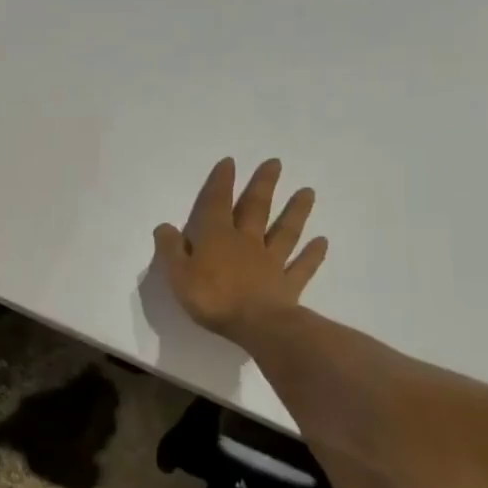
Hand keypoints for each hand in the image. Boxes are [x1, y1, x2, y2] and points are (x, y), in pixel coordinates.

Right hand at [153, 157, 328, 340]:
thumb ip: (171, 249)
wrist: (256, 325)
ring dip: (296, 211)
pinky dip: (313, 254)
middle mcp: (246, 242)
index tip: (230, 162)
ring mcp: (271, 261)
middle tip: (275, 163)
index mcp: (216, 237)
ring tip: (308, 191)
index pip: (217, 203)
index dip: (222, 182)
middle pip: (256, 209)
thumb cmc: (212, 298)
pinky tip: (322, 242)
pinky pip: (302, 266)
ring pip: (285, 231)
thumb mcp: (178, 274)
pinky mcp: (288, 283)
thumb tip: (165, 226)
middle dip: (263, 185)